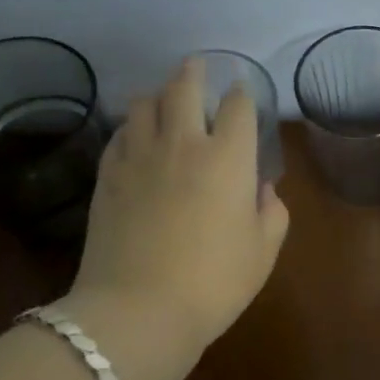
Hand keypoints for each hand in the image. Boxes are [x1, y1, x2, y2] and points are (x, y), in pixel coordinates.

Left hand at [71, 58, 289, 349]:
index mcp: (228, 157)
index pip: (238, 105)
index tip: (243, 95)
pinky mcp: (107, 176)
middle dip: (193, 72)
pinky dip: (132, 128)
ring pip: (143, 103)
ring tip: (164, 101)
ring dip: (158, 96)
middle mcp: (183, 143)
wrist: (137, 312)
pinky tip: (136, 139)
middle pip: (183, 87)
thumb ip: (272, 212)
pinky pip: (120, 135)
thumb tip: (262, 190)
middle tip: (196, 68)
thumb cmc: (213, 282)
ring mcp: (139, 156)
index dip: (243, 94)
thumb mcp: (262, 252)